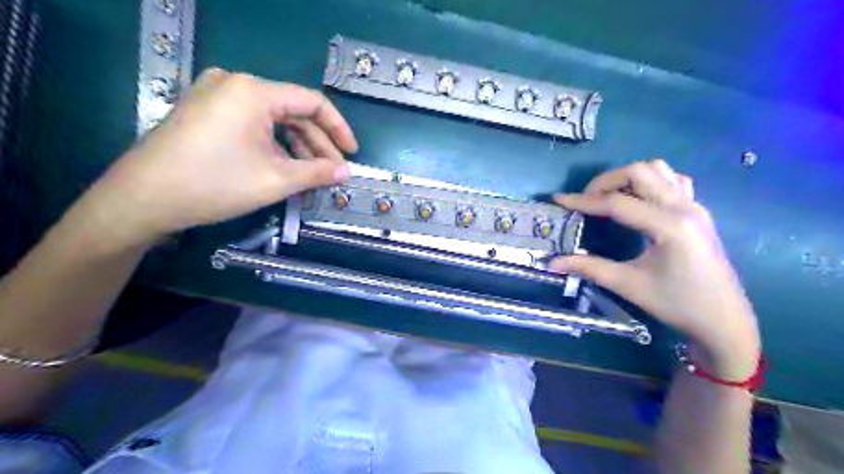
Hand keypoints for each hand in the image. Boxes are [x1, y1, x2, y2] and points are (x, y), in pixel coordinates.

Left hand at [76, 71, 358, 247]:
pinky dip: (274, 146)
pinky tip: (284, 168)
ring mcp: (217, 96)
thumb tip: (346, 173)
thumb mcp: (276, 180)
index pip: (312, 102)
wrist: (143, 199)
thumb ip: (318, 172)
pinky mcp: (206, 112)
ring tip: (311, 176)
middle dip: (317, 144)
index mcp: (254, 92)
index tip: (351, 154)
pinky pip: (253, 125)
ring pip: (273, 120)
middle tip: (332, 173)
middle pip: (292, 112)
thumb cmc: (214, 184)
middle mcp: (235, 84)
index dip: (338, 129)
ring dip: (297, 148)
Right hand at [552, 159, 761, 378]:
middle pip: (639, 172)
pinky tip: (638, 200)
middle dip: (606, 181)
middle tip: (586, 200)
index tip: (559, 200)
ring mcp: (695, 206)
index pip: (617, 203)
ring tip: (609, 198)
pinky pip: (673, 181)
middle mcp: (684, 207)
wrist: (723, 320)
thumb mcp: (628, 285)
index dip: (583, 201)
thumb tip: (552, 262)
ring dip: (628, 177)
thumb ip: (588, 267)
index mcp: (669, 226)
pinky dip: (650, 182)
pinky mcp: (698, 211)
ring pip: (658, 170)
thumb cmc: (677, 304)